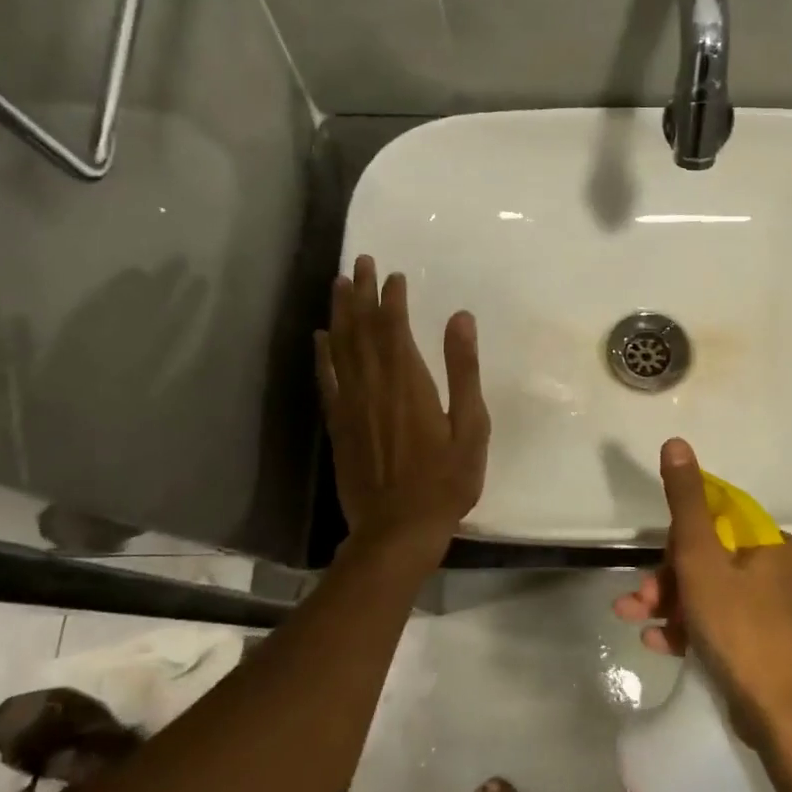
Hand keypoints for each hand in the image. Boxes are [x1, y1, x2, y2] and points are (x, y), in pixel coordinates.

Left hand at [315, 256, 489, 556]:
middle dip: (361, 292)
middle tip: (359, 262)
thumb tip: (460, 318)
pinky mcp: (339, 425)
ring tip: (338, 284)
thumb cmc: (445, 480)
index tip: (394, 274)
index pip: (394, 327)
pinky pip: (326, 380)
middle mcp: (374, 385)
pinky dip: (322, 355)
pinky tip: (320, 337)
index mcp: (409, 382)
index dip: (392, 298)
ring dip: (340, 313)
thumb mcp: (471, 426)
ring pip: (341, 347)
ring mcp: (351, 405)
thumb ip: (464, 370)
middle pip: (363, 329)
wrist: (398, 529)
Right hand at [613, 438, 791, 751]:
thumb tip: (676, 443)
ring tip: (634, 619)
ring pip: (709, 592)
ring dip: (668, 603)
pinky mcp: (763, 644)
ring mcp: (772, 609)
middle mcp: (775, 569)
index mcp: (768, 542)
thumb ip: (685, 503)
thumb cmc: (741, 629)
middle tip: (639, 599)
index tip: (658, 556)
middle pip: (708, 557)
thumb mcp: (702, 559)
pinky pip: (718, 623)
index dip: (680, 534)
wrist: (784, 718)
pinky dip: (688, 628)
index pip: (716, 516)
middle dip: (666, 576)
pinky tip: (658, 643)